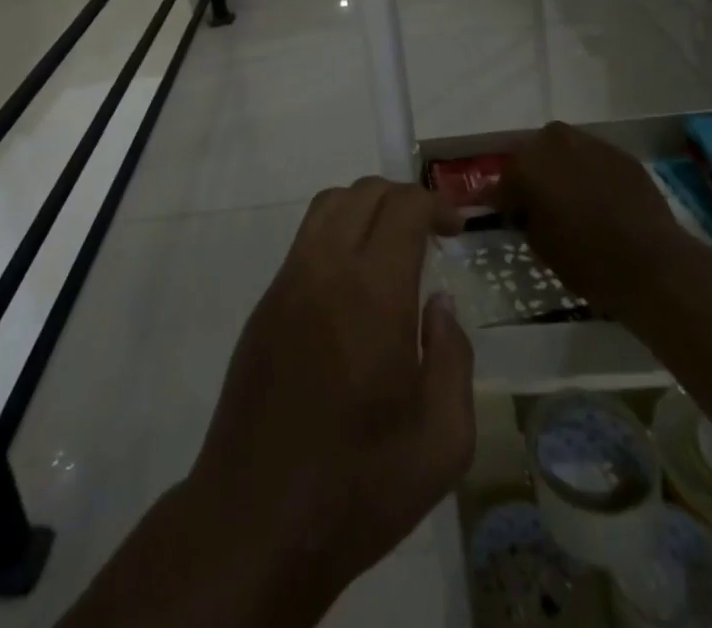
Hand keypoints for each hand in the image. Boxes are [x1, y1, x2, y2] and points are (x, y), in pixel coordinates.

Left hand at [183, 178, 474, 616]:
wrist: (256, 520)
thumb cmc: (359, 486)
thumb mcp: (442, 441)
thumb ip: (454, 358)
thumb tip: (439, 306)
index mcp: (374, 293)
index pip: (403, 207)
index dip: (435, 203)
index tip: (456, 227)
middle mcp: (326, 269)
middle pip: (363, 192)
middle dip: (403, 198)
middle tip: (430, 234)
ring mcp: (288, 282)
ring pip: (327, 206)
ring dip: (365, 208)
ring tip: (392, 247)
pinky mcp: (265, 303)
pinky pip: (304, 241)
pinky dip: (336, 234)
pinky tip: (354, 284)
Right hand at [490, 121, 690, 312]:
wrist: (653, 265)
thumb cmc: (586, 260)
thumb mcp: (539, 245)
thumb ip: (525, 216)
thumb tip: (524, 207)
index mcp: (526, 164)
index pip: (504, 179)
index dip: (505, 198)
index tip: (509, 215)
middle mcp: (554, 143)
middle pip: (534, 152)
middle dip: (534, 173)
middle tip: (541, 202)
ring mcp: (591, 144)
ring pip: (566, 148)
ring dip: (563, 167)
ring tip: (574, 196)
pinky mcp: (622, 154)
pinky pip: (596, 158)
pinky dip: (593, 172)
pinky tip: (602, 198)